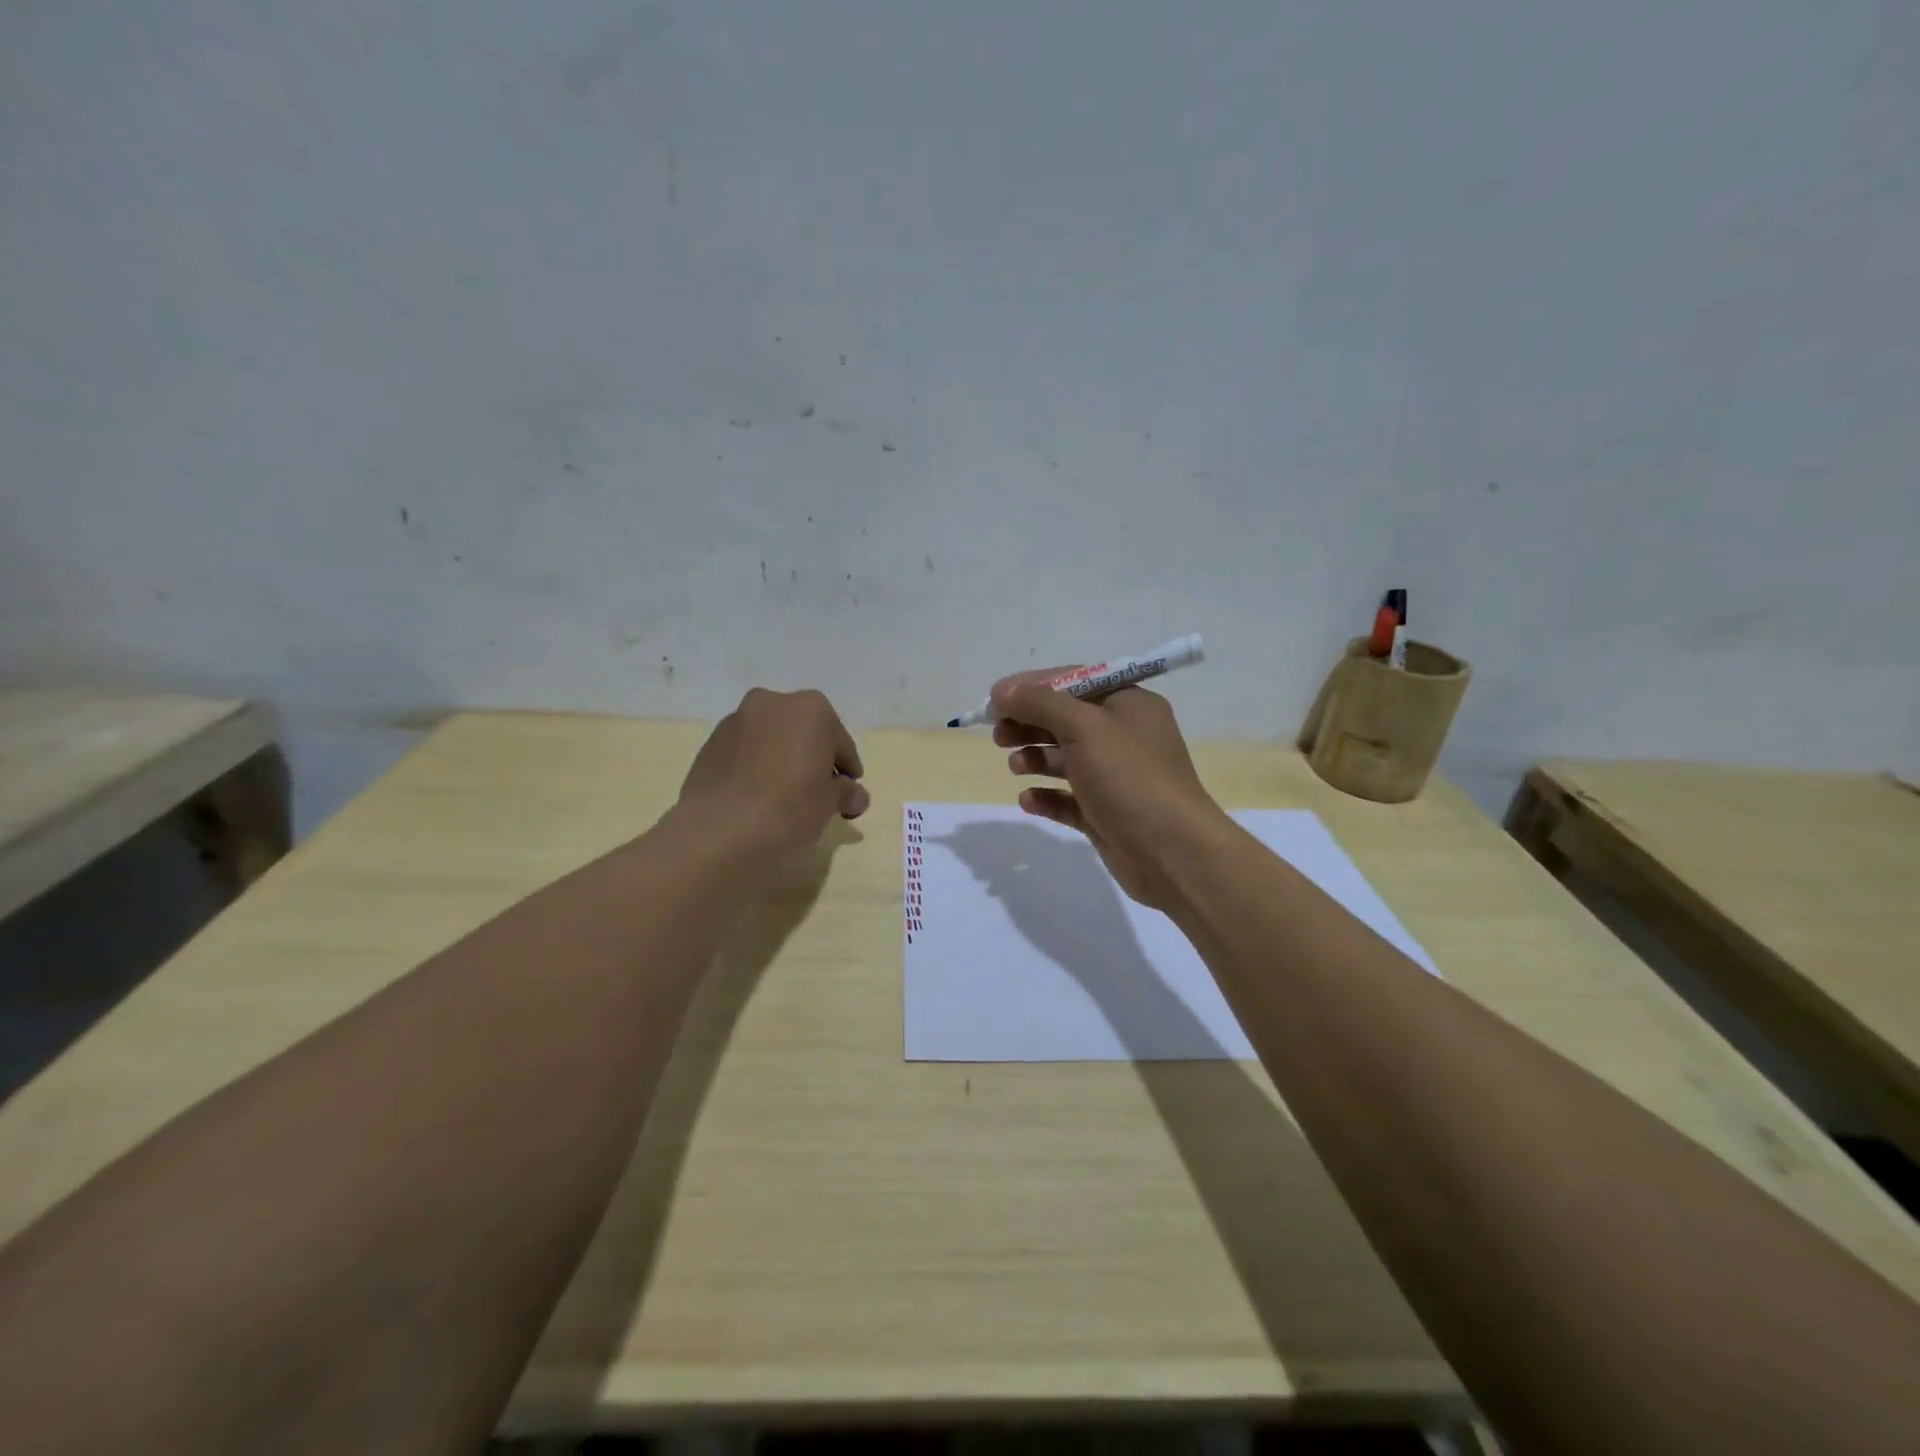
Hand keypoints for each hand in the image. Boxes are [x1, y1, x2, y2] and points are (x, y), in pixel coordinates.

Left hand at [678, 688, 869, 854]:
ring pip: (770, 740)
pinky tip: (757, 798)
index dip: (847, 769)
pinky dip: (755, 769)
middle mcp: (771, 703)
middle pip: (803, 732)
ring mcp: (735, 722)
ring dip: (781, 760)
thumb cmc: (790, 809)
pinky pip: (744, 754)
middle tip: (818, 791)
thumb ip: (845, 792)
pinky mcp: (709, 746)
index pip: (840, 742)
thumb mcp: (830, 803)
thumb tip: (855, 796)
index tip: (849, 792)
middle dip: (812, 757)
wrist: (720, 832)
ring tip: (783, 797)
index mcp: (810, 709)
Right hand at [990, 671, 1231, 909]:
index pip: (1073, 681)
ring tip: (1015, 766)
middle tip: (998, 735)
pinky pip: (1067, 798)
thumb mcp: (1084, 727)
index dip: (1032, 687)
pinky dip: (1046, 796)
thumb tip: (1002, 690)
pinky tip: (1028, 800)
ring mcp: (1114, 777)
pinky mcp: (1105, 813)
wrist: (1171, 852)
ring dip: (1035, 757)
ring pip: (1064, 758)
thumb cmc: (1129, 777)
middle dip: (1029, 723)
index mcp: (1128, 704)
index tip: (995, 699)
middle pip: (1065, 719)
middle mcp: (1123, 735)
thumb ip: (1040, 703)